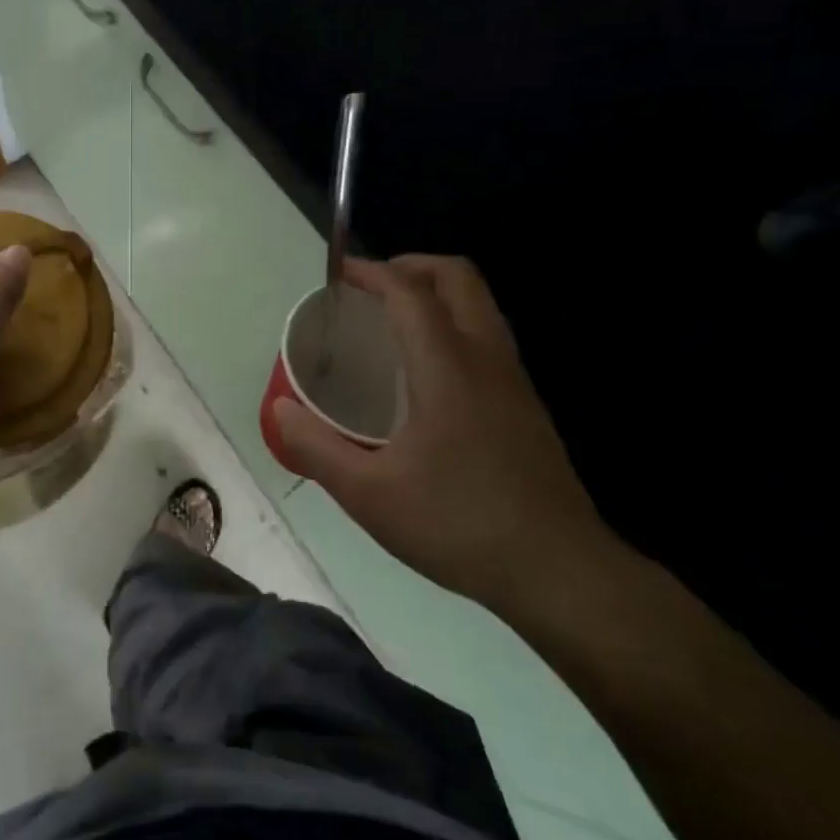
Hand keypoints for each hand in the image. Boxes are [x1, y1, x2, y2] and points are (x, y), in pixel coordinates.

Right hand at [272, 255, 617, 613]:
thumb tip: (279, 410)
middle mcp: (486, 359)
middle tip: (371, 291)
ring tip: (393, 324)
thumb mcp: (369, 494)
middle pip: (458, 278)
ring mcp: (514, 381)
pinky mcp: (527, 405)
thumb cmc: (458, 524)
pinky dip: (454, 326)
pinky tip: (426, 375)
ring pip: (480, 305)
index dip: (372, 272)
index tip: (338, 275)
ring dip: (436, 294)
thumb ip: (316, 447)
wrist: (560, 572)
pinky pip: (488, 337)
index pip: (410, 292)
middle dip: (412, 267)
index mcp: (447, 368)